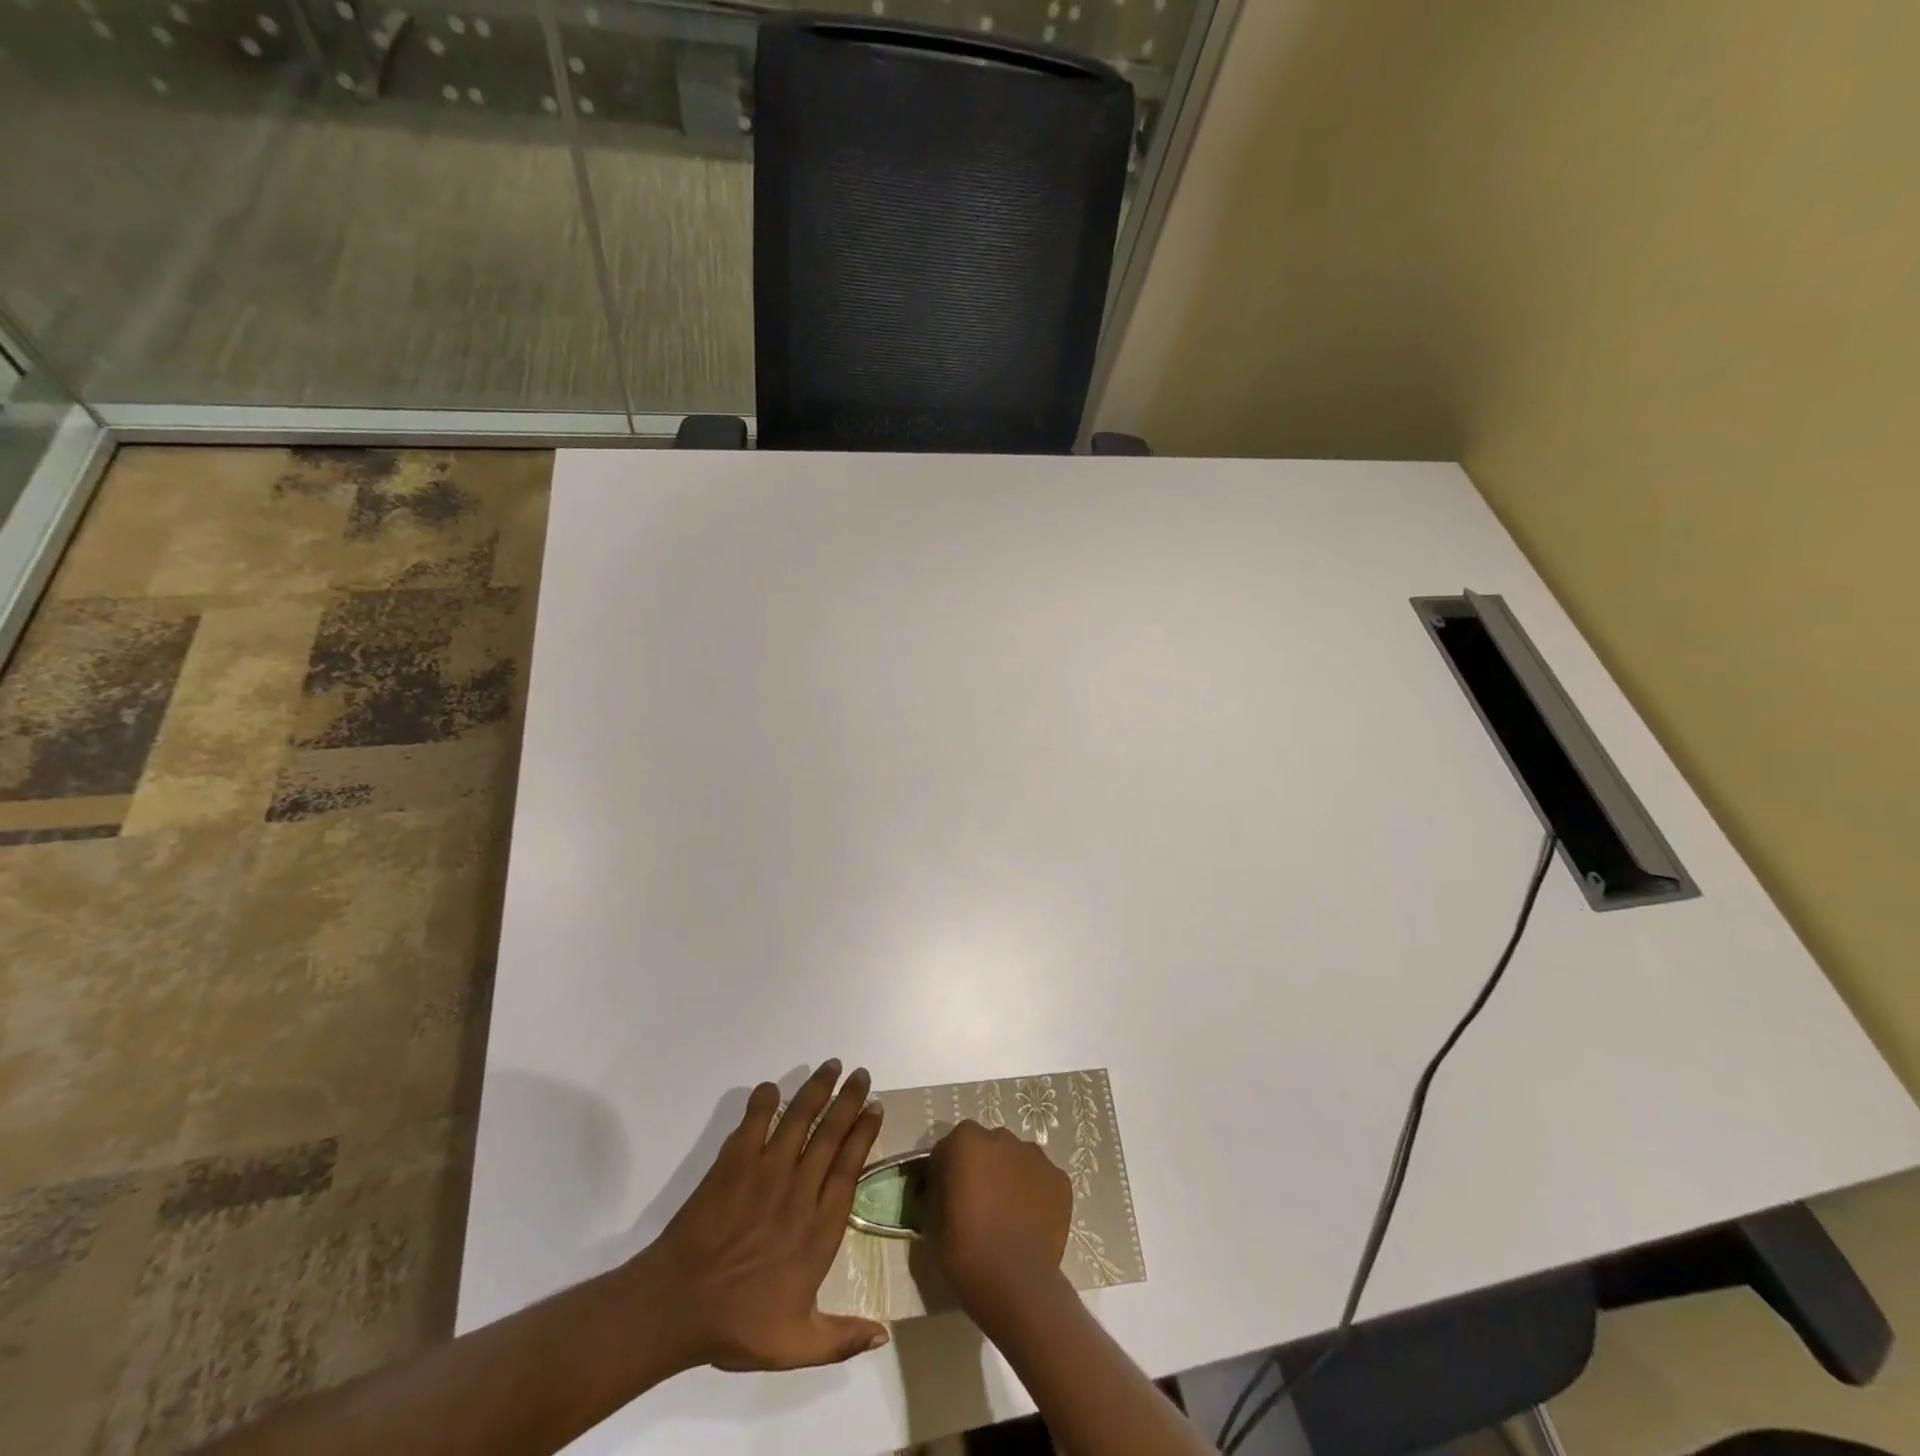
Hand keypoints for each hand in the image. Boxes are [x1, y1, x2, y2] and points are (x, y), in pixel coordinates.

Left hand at [632, 1061, 887, 1371]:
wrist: (677, 1307)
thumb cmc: (738, 1324)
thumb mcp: (796, 1345)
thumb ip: (842, 1337)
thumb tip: (885, 1335)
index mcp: (819, 1229)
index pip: (850, 1167)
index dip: (864, 1134)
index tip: (875, 1107)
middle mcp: (799, 1191)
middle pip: (831, 1134)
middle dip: (849, 1100)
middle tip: (861, 1073)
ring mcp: (765, 1173)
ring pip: (799, 1120)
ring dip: (816, 1090)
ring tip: (830, 1066)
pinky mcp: (732, 1164)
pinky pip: (753, 1123)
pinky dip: (763, 1102)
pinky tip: (772, 1087)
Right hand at [922, 1121, 1072, 1320]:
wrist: (1014, 1283)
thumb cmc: (965, 1251)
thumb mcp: (932, 1219)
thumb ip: (937, 1190)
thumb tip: (943, 1188)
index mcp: (965, 1140)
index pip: (950, 1148)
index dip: (946, 1172)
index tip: (947, 1198)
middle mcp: (1001, 1137)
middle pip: (987, 1148)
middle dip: (982, 1168)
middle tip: (979, 1204)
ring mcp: (1035, 1156)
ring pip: (1016, 1160)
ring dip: (1009, 1176)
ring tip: (1008, 1214)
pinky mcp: (1059, 1178)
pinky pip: (1041, 1179)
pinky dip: (1035, 1193)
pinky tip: (1030, 1221)